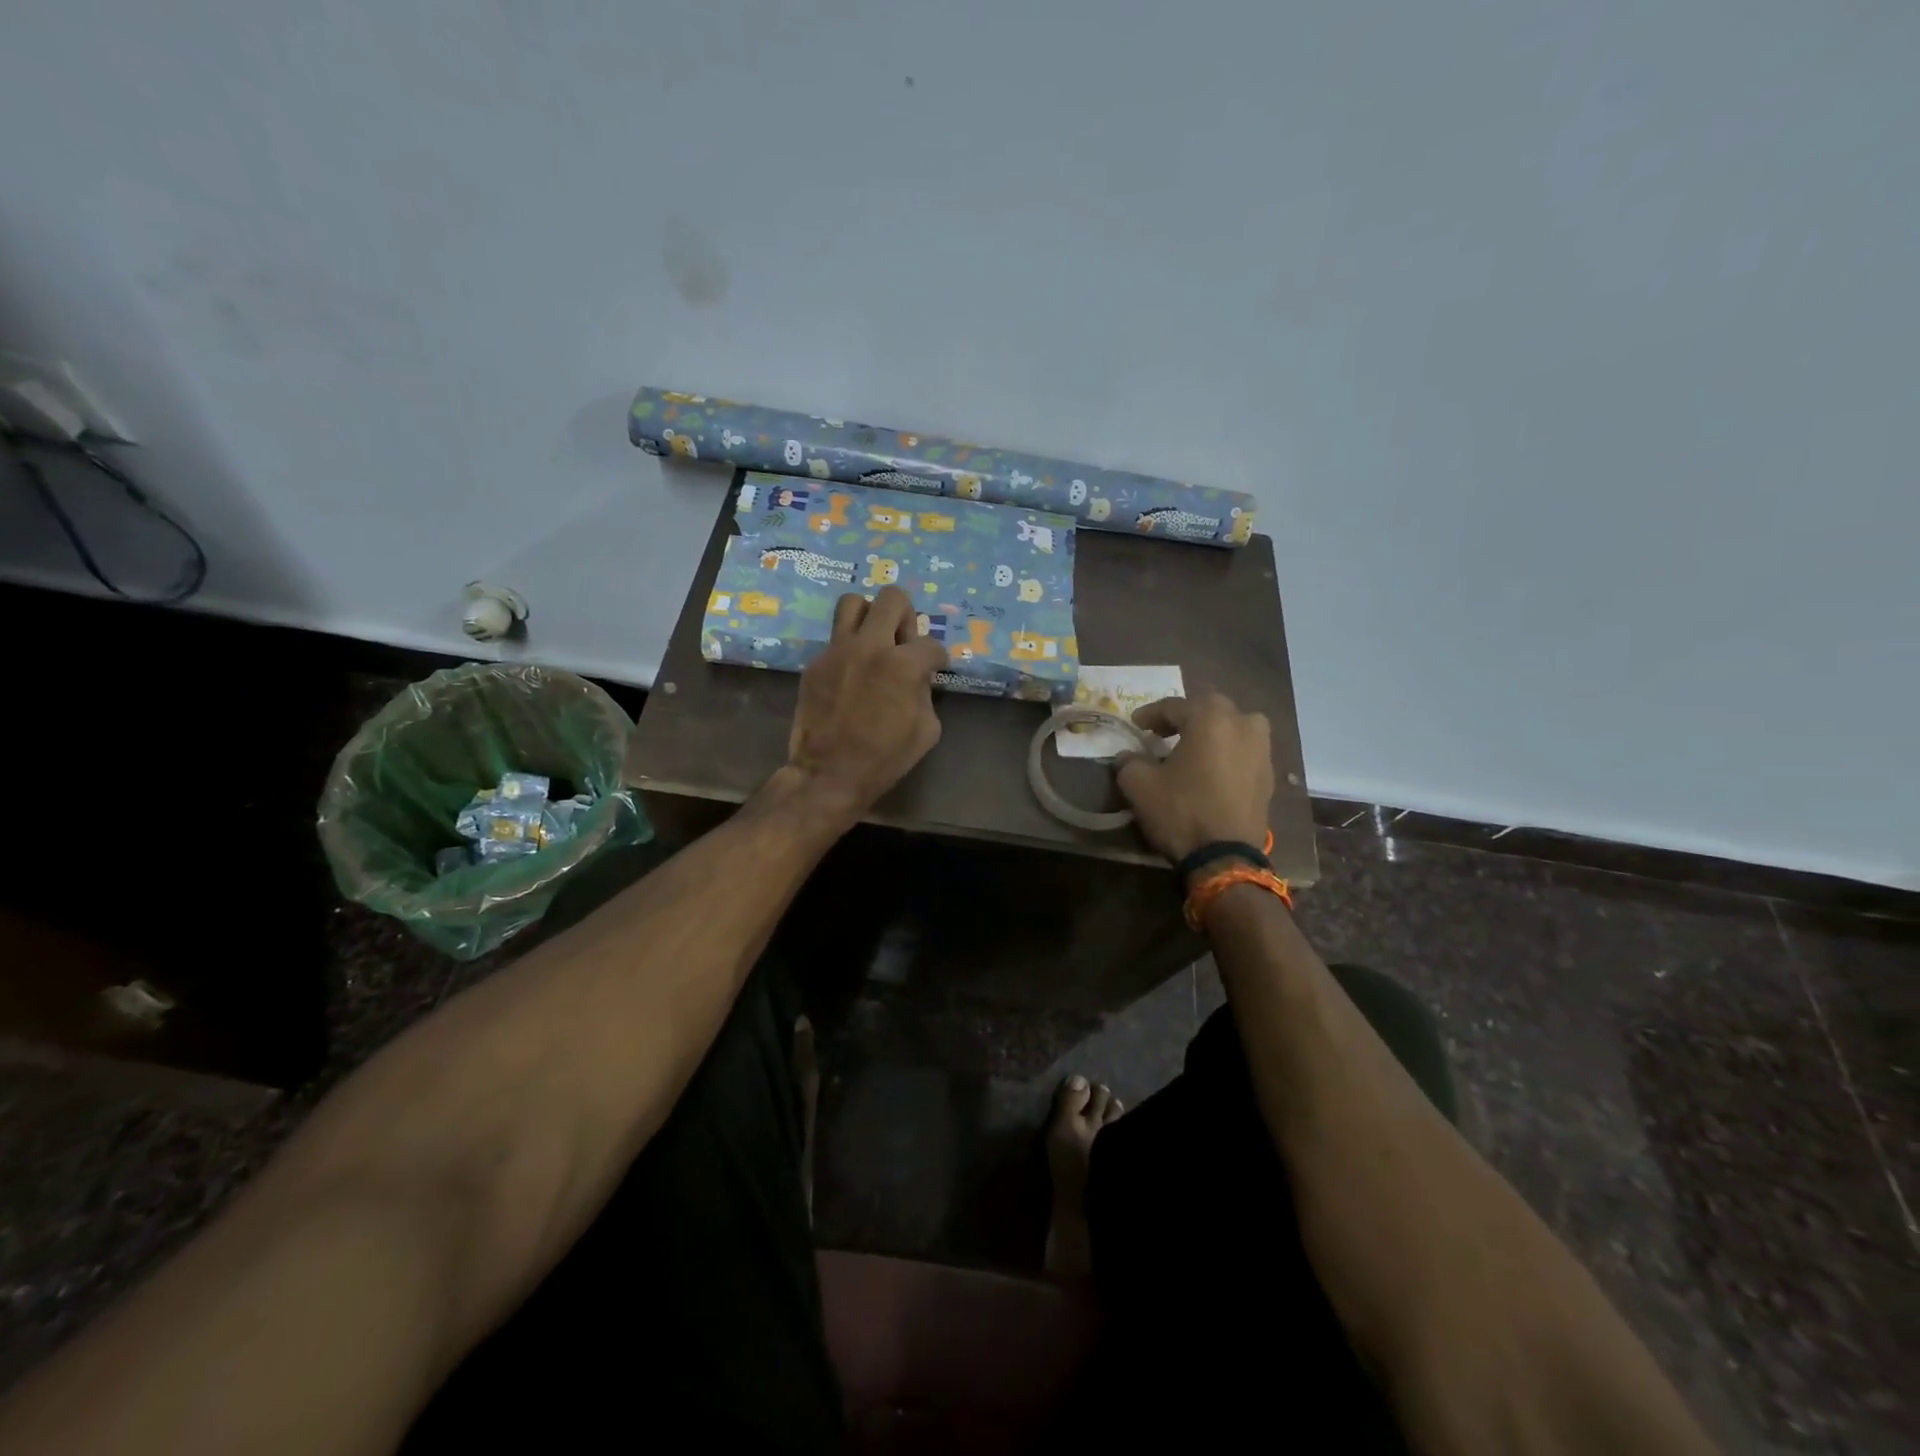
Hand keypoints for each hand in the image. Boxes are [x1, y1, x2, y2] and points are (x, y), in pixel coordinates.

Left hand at [785, 586, 947, 821]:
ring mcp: (838, 651)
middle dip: (905, 616)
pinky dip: (848, 649)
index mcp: (904, 664)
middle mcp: (871, 646)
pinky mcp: (816, 663)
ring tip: (873, 640)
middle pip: (893, 598)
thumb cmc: (885, 757)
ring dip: (869, 616)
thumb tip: (919, 677)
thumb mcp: (927, 729)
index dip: (937, 659)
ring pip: (853, 602)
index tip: (933, 670)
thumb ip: (925, 692)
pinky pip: (835, 639)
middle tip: (902, 642)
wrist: (829, 773)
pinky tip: (850, 673)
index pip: (931, 644)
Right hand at [1115, 692, 1272, 864]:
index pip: (1174, 706)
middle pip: (1209, 709)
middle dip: (1185, 717)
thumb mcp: (1139, 785)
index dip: (1150, 714)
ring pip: (1234, 727)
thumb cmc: (1181, 811)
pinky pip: (1244, 751)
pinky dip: (1227, 753)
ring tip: (1192, 748)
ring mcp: (1262, 750)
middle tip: (1163, 732)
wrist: (1226, 857)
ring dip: (1212, 732)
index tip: (1135, 726)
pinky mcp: (1269, 775)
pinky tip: (1211, 770)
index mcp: (1210, 718)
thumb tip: (1129, 756)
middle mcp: (1243, 724)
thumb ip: (1129, 762)